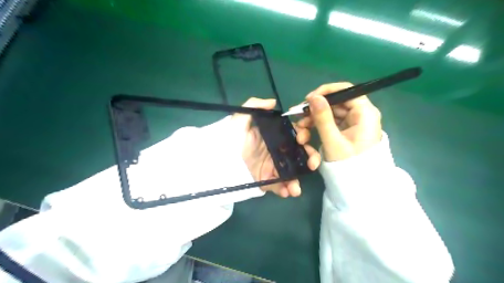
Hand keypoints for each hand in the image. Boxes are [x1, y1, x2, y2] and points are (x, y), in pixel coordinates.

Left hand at [231, 98, 317, 196]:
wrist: (219, 161)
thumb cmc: (231, 138)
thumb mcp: (240, 119)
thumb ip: (254, 106)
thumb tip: (273, 102)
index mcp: (273, 137)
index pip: (293, 135)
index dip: (303, 136)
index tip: (303, 139)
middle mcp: (276, 151)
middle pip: (298, 155)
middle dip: (310, 159)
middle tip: (313, 164)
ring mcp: (272, 167)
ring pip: (292, 172)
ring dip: (298, 180)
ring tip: (297, 188)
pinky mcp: (266, 180)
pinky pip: (279, 186)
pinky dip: (285, 190)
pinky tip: (287, 192)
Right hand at [296, 82, 380, 160]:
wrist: (359, 184)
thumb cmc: (348, 164)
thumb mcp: (333, 140)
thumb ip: (323, 117)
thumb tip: (313, 97)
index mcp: (364, 113)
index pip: (346, 90)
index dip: (326, 92)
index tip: (308, 99)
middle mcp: (361, 114)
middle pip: (336, 102)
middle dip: (316, 110)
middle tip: (299, 116)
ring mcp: (355, 122)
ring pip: (331, 112)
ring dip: (314, 119)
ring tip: (301, 130)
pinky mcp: (348, 129)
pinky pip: (332, 122)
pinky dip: (319, 126)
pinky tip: (307, 132)